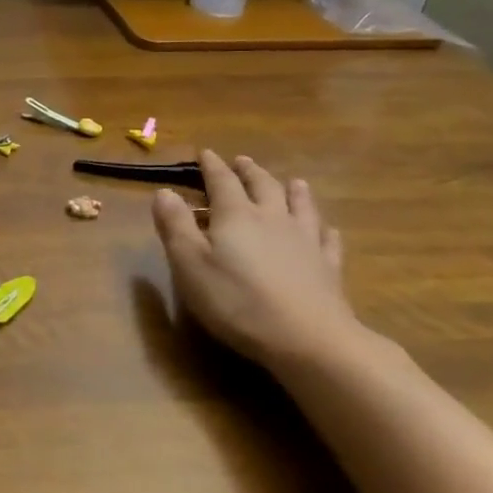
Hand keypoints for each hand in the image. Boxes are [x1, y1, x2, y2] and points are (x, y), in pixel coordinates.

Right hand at [152, 150, 361, 372]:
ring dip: (293, 190)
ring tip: (292, 181)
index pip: (222, 181)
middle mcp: (273, 218)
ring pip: (301, 206)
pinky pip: (327, 239)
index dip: (212, 166)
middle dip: (250, 171)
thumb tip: (164, 191)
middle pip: (263, 186)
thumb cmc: (237, 301)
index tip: (205, 153)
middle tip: (242, 161)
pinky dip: (324, 229)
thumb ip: (175, 226)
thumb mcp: (190, 264)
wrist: (309, 339)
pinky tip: (326, 229)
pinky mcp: (328, 267)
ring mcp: (306, 241)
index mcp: (236, 215)